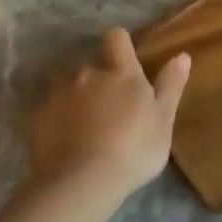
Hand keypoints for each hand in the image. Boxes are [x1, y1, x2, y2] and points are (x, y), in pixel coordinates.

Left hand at [27, 30, 191, 211]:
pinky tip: (64, 143)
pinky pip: (49, 112)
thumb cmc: (133, 149)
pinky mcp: (38, 118)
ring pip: (67, 87)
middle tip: (108, 110)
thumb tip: (182, 55)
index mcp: (122, 73)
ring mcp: (59, 95)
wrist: (82, 182)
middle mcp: (88, 74)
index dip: (120, 44)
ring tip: (82, 127)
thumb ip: (171, 85)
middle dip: (98, 81)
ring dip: (75, 99)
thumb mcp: (163, 120)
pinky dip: (56, 121)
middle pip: (91, 66)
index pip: (117, 39)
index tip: (124, 58)